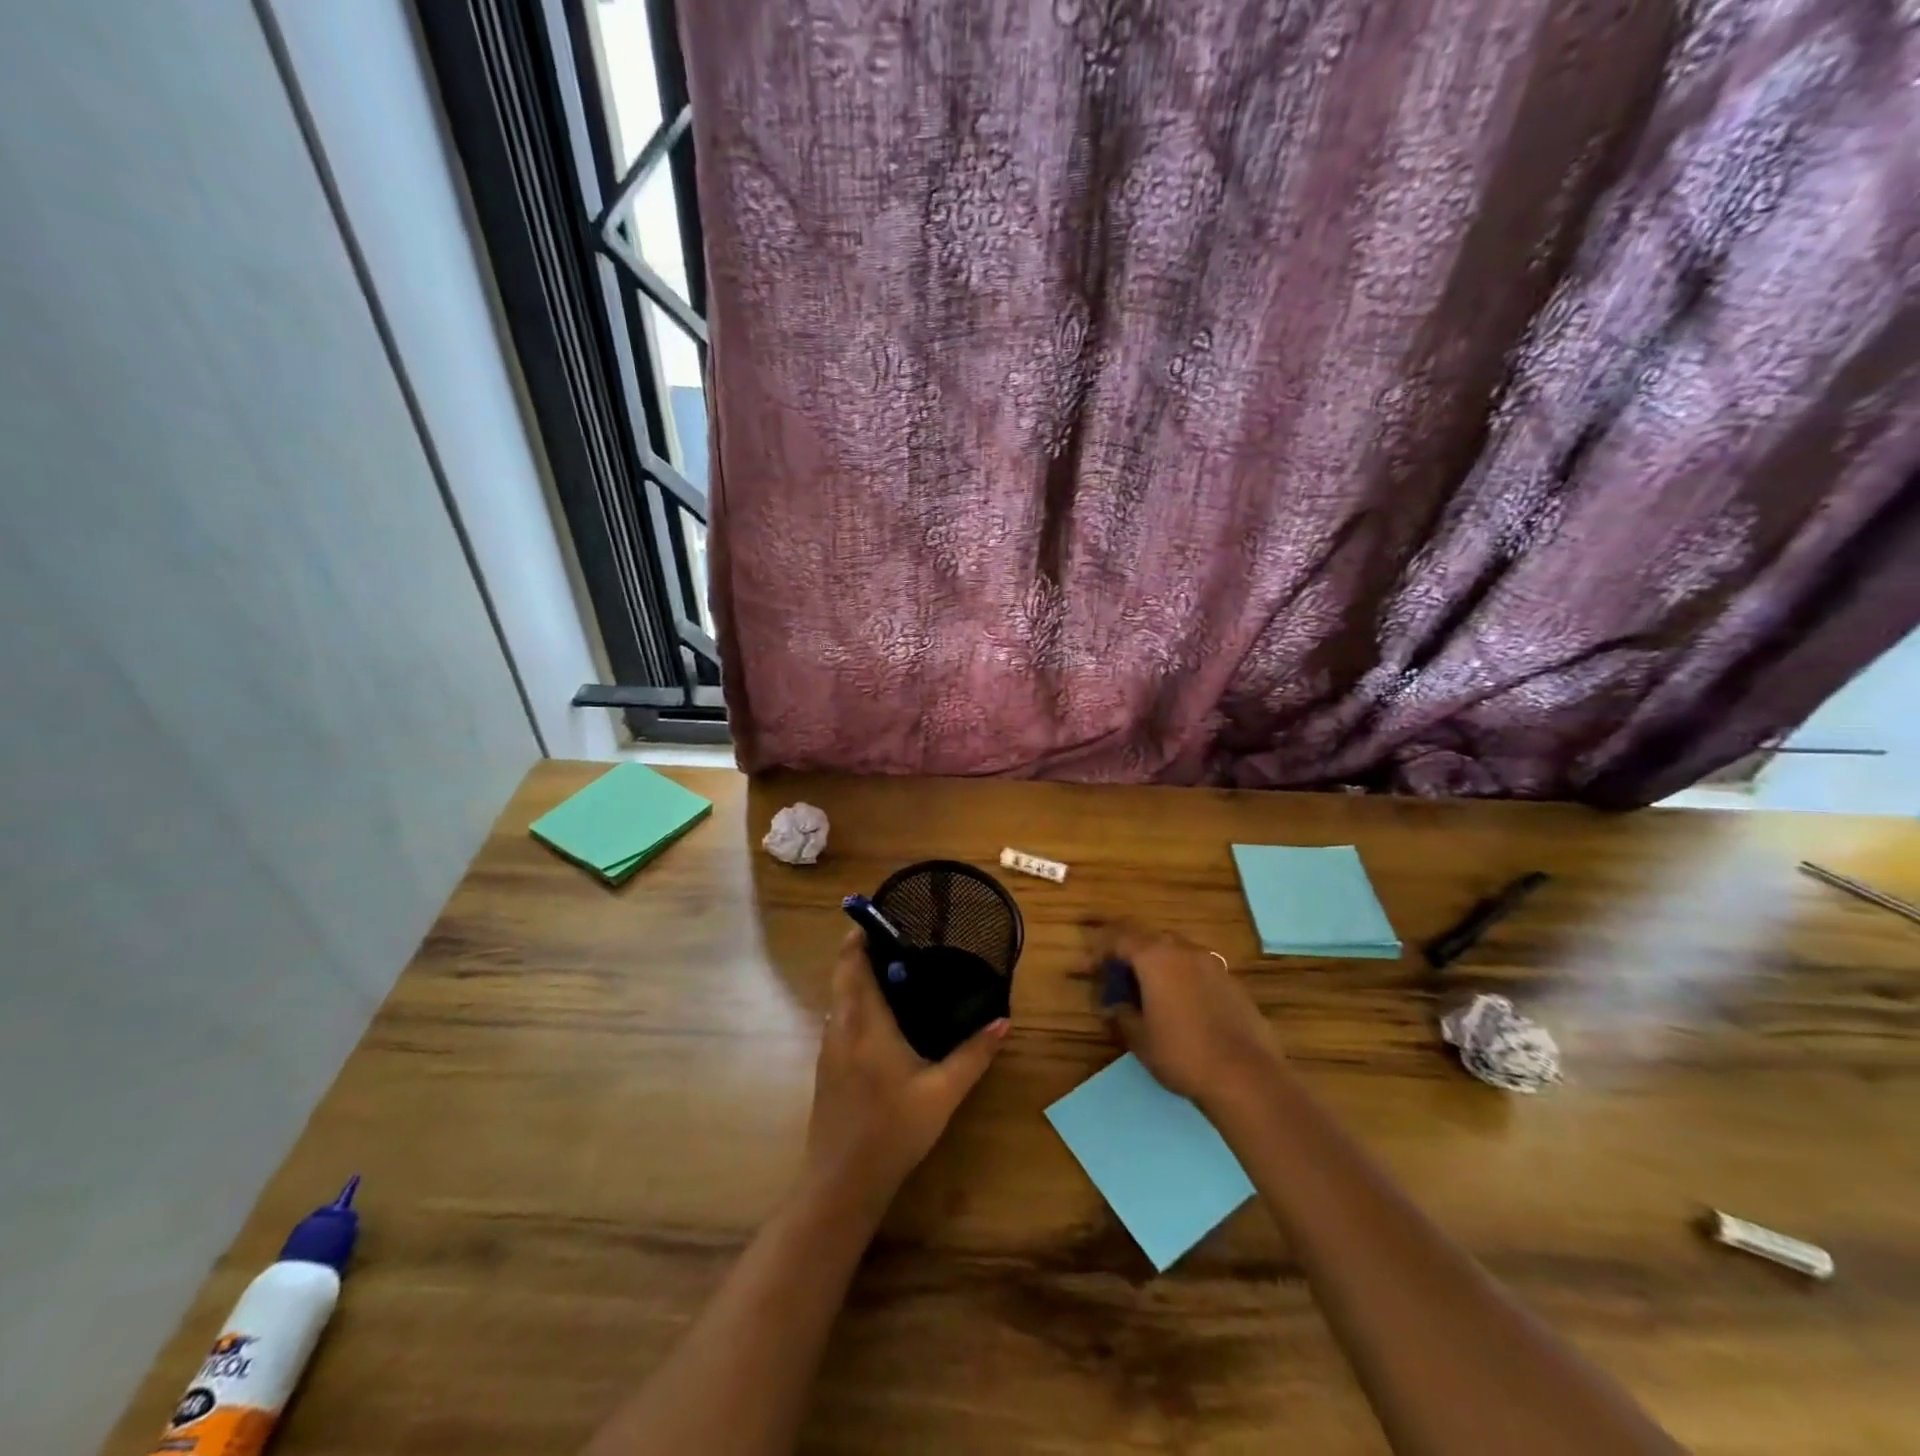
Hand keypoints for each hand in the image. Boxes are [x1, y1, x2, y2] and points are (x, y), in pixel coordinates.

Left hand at [804, 930, 1008, 1213]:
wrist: (841, 1184)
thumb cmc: (893, 1132)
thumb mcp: (942, 1094)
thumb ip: (974, 1055)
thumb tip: (1003, 1021)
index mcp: (865, 1024)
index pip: (854, 964)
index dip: (861, 935)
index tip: (881, 917)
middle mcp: (840, 1027)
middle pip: (842, 975)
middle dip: (861, 950)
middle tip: (897, 939)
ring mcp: (827, 1048)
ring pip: (838, 998)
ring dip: (856, 977)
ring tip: (893, 970)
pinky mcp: (825, 1067)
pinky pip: (838, 1018)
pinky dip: (854, 1002)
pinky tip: (880, 1017)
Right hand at [1093, 923, 1280, 1110]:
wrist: (1247, 1077)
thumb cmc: (1182, 1053)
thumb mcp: (1139, 1038)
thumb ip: (1121, 1014)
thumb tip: (1112, 1006)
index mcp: (1155, 957)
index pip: (1120, 938)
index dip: (1100, 950)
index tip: (1090, 968)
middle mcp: (1184, 950)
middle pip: (1150, 939)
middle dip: (1131, 954)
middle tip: (1119, 978)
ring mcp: (1213, 965)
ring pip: (1177, 953)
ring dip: (1158, 965)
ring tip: (1150, 993)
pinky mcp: (1233, 984)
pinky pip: (1198, 970)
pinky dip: (1183, 979)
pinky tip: (1182, 1007)